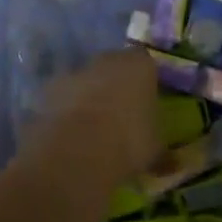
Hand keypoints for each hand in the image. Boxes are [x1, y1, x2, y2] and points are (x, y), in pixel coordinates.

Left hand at [34, 48, 161, 180]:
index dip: (145, 83)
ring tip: (92, 131)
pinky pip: (63, 97)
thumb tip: (171, 162)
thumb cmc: (128, 142)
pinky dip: (66, 111)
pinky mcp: (50, 89)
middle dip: (116, 86)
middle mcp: (108, 59)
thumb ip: (160, 148)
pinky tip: (70, 136)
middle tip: (120, 117)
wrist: (77, 150)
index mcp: (140, 65)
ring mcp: (76, 71)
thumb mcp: (155, 150)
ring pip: (86, 81)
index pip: (146, 64)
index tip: (145, 105)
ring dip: (88, 97)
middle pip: (114, 67)